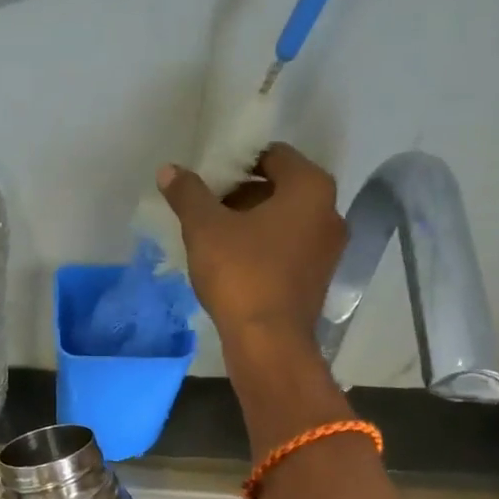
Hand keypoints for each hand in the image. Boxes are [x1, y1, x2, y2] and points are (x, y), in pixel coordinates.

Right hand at [156, 143, 345, 348]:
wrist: (268, 343)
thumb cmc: (241, 274)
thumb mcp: (205, 229)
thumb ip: (188, 194)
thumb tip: (169, 170)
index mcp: (310, 187)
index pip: (273, 156)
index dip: (238, 164)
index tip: (210, 181)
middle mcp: (330, 212)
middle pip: (281, 189)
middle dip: (244, 195)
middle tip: (209, 210)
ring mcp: (329, 250)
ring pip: (286, 222)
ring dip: (254, 225)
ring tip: (216, 240)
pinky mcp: (318, 281)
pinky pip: (289, 251)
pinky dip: (266, 250)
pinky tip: (236, 266)